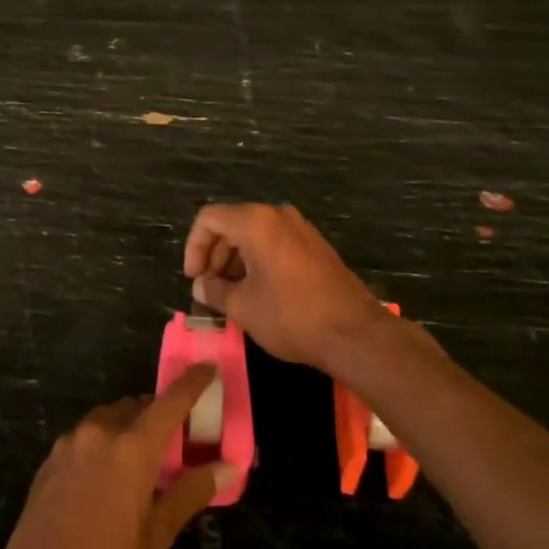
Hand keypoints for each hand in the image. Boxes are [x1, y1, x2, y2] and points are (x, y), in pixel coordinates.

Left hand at [0, 368, 237, 548]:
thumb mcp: (156, 536)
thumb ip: (190, 492)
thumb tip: (228, 467)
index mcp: (131, 448)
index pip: (170, 401)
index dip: (192, 383)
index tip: (208, 368)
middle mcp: (99, 433)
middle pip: (137, 406)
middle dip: (159, 414)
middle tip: (177, 441)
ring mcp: (69, 444)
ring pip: (109, 419)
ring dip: (129, 427)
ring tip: (143, 462)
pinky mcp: (49, 460)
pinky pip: (86, 436)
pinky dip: (104, 442)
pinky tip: (108, 477)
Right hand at [183, 202, 387, 368]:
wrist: (354, 333)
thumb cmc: (291, 316)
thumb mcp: (243, 307)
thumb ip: (215, 291)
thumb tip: (201, 286)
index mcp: (255, 222)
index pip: (209, 219)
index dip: (194, 247)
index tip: (195, 279)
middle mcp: (278, 216)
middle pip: (231, 224)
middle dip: (214, 255)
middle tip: (209, 289)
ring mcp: (301, 229)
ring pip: (254, 234)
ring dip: (235, 260)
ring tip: (230, 295)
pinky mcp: (315, 246)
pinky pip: (275, 243)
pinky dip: (257, 261)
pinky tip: (256, 292)